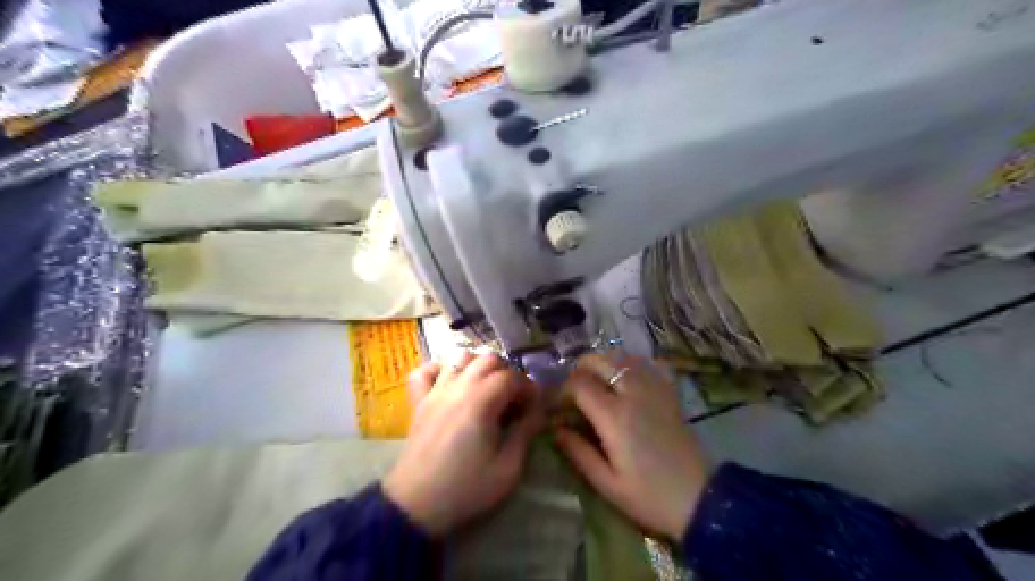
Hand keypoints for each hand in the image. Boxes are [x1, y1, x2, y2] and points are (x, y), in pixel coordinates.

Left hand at [380, 350, 542, 535]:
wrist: (416, 505)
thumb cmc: (466, 488)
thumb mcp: (508, 468)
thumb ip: (525, 433)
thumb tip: (538, 412)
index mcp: (481, 401)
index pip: (511, 376)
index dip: (528, 387)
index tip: (535, 406)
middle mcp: (457, 387)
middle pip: (488, 359)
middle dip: (508, 373)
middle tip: (514, 399)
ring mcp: (435, 391)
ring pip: (459, 358)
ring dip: (478, 366)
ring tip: (487, 389)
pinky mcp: (418, 401)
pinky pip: (425, 371)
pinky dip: (440, 369)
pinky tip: (451, 383)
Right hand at [553, 352, 708, 541]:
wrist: (700, 499)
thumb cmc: (649, 496)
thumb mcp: (606, 483)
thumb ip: (578, 452)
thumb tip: (556, 429)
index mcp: (614, 416)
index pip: (579, 384)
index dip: (562, 389)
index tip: (557, 405)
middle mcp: (633, 394)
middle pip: (600, 360)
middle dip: (580, 369)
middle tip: (574, 390)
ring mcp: (654, 389)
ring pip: (623, 357)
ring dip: (604, 364)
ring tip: (596, 382)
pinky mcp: (669, 393)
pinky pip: (648, 364)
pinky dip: (632, 364)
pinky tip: (627, 378)